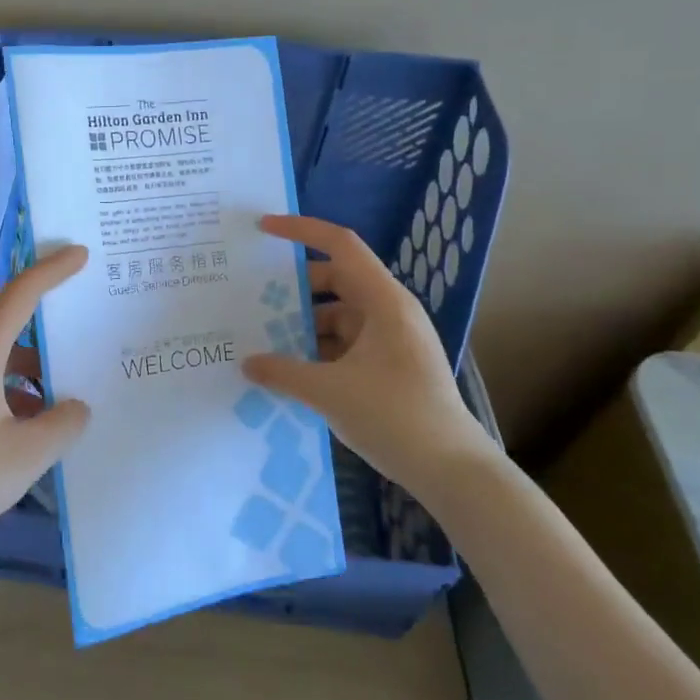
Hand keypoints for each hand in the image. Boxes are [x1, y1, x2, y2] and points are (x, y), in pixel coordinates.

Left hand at [0, 245, 92, 571]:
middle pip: (9, 321)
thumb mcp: (29, 451)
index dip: (51, 270)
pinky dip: (17, 389)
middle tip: (85, 312)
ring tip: (73, 379)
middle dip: (47, 316)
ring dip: (34, 364)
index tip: (80, 253)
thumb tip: (76, 407)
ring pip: (0, 357)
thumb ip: (63, 422)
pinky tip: (40, 419)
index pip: (19, 295)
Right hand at [242, 215, 496, 489]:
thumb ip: (282, 371)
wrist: (452, 470)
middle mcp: (389, 312)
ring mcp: (391, 339)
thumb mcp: (329, 391)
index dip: (301, 231)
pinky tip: (289, 368)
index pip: (340, 246)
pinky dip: (317, 348)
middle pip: (335, 281)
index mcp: (383, 301)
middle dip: (294, 288)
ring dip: (303, 323)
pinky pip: (344, 343)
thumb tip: (247, 362)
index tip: (262, 229)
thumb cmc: (394, 417)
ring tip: (262, 337)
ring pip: (337, 316)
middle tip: (251, 297)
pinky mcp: (389, 366)